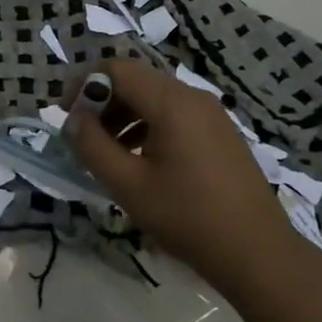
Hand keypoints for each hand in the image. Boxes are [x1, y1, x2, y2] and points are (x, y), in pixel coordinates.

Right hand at [65, 60, 298, 290]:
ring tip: (107, 153)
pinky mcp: (220, 133)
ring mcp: (212, 115)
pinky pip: (175, 115)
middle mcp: (194, 98)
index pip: (117, 70)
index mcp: (172, 103)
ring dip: (123, 115)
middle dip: (102, 101)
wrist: (256, 251)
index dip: (84, 84)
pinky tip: (139, 160)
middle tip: (82, 136)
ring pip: (155, 98)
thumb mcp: (128, 185)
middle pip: (137, 80)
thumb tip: (75, 120)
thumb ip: (93, 147)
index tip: (65, 114)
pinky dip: (148, 126)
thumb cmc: (187, 217)